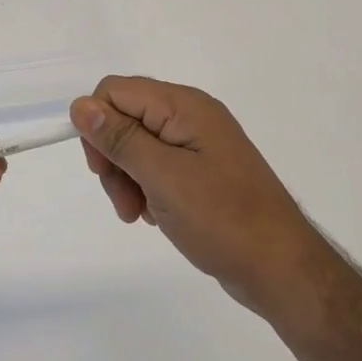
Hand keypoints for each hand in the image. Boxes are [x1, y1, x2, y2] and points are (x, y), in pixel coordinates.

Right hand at [71, 76, 320, 317]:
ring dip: (126, 179)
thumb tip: (80, 105)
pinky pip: (156, 166)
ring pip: (136, 145)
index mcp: (184, 106)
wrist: (281, 269)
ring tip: (138, 214)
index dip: (98, 125)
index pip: (115, 91)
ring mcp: (197, 144)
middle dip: (113, 158)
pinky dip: (146, 189)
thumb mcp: (163, 177)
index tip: (102, 169)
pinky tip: (155, 216)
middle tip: (123, 201)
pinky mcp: (201, 170)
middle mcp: (190, 116)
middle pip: (124, 118)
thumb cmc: (222, 219)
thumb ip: (120, 139)